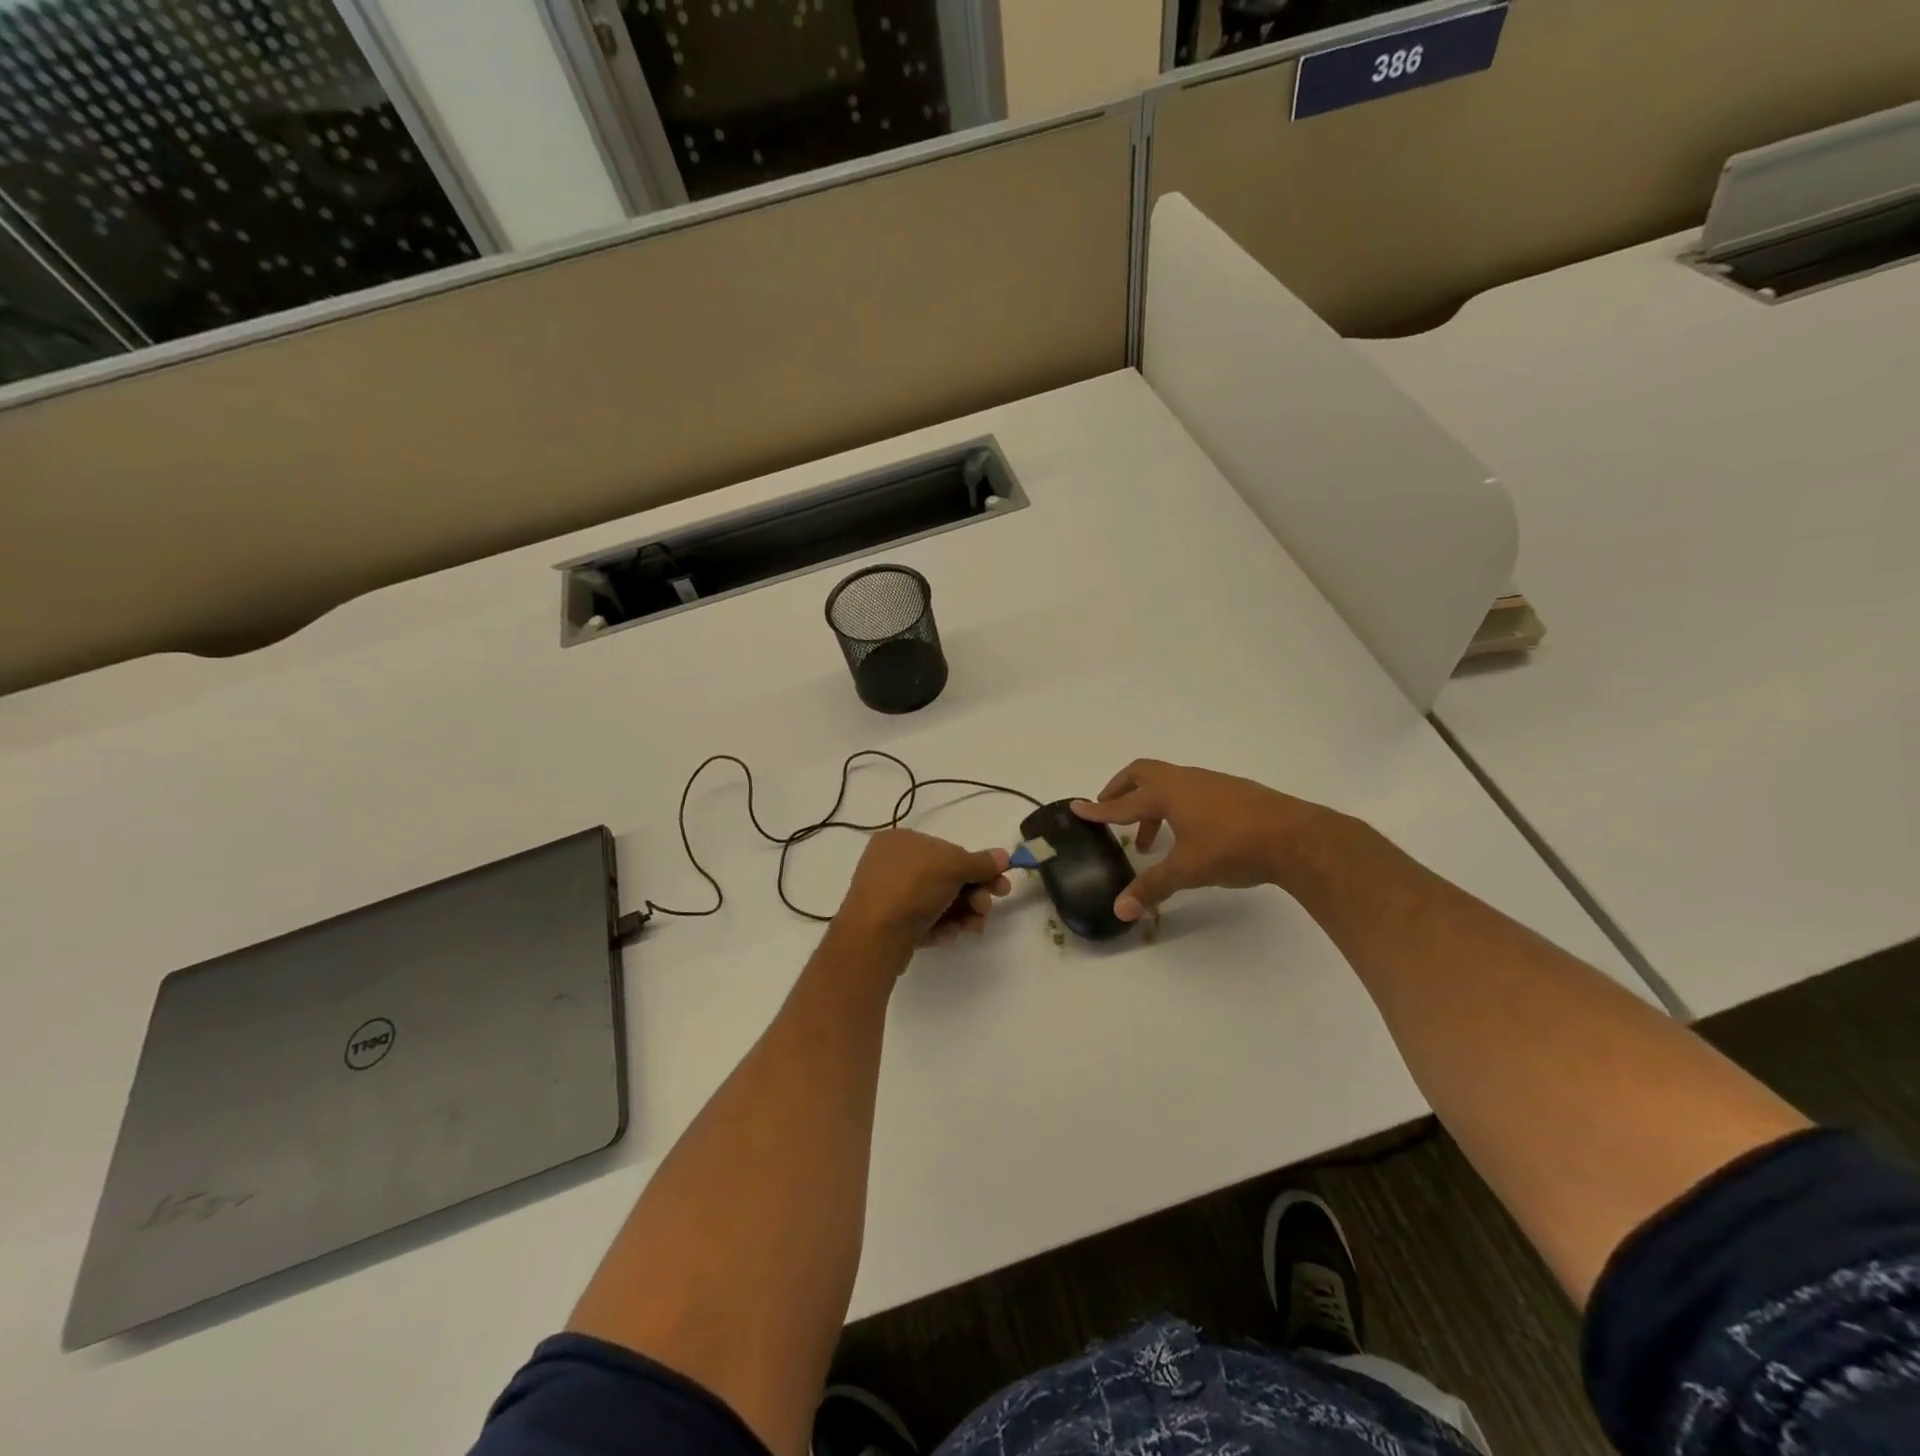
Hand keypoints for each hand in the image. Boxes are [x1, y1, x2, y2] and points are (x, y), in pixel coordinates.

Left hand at [836, 829, 1012, 950]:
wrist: (874, 936)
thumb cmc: (912, 886)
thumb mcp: (953, 866)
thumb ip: (981, 862)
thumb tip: (1003, 856)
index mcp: (899, 840)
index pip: (946, 849)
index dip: (975, 866)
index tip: (998, 882)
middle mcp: (891, 864)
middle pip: (945, 877)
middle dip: (973, 894)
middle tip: (987, 908)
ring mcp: (889, 896)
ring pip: (938, 902)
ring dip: (963, 913)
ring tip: (974, 926)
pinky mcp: (891, 926)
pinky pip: (924, 921)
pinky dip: (943, 927)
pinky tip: (951, 934)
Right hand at [1073, 760, 1326, 921]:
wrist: (1296, 837)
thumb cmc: (1232, 847)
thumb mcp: (1187, 869)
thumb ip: (1152, 887)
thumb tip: (1120, 910)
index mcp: (1166, 793)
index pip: (1123, 803)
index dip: (1098, 810)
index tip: (1077, 808)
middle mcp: (1185, 780)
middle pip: (1142, 774)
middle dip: (1120, 790)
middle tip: (1109, 811)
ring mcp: (1210, 783)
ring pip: (1168, 784)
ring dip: (1150, 805)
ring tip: (1148, 840)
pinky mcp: (1232, 792)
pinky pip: (1189, 791)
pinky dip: (1175, 807)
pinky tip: (1186, 835)